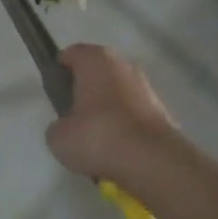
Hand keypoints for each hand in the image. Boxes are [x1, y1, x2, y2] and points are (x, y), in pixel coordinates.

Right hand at [46, 44, 185, 186]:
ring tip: (97, 140)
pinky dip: (125, 127)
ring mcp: (147, 87)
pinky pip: (134, 115)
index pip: (70, 55)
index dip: (59, 73)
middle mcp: (123, 65)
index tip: (54, 95)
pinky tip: (118, 150)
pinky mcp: (163, 111)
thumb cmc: (98, 137)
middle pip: (96, 73)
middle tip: (73, 119)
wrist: (153, 162)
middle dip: (85, 92)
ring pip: (117, 94)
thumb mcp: (59, 137)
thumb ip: (58, 126)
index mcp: (95, 59)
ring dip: (107, 110)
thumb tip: (67, 128)